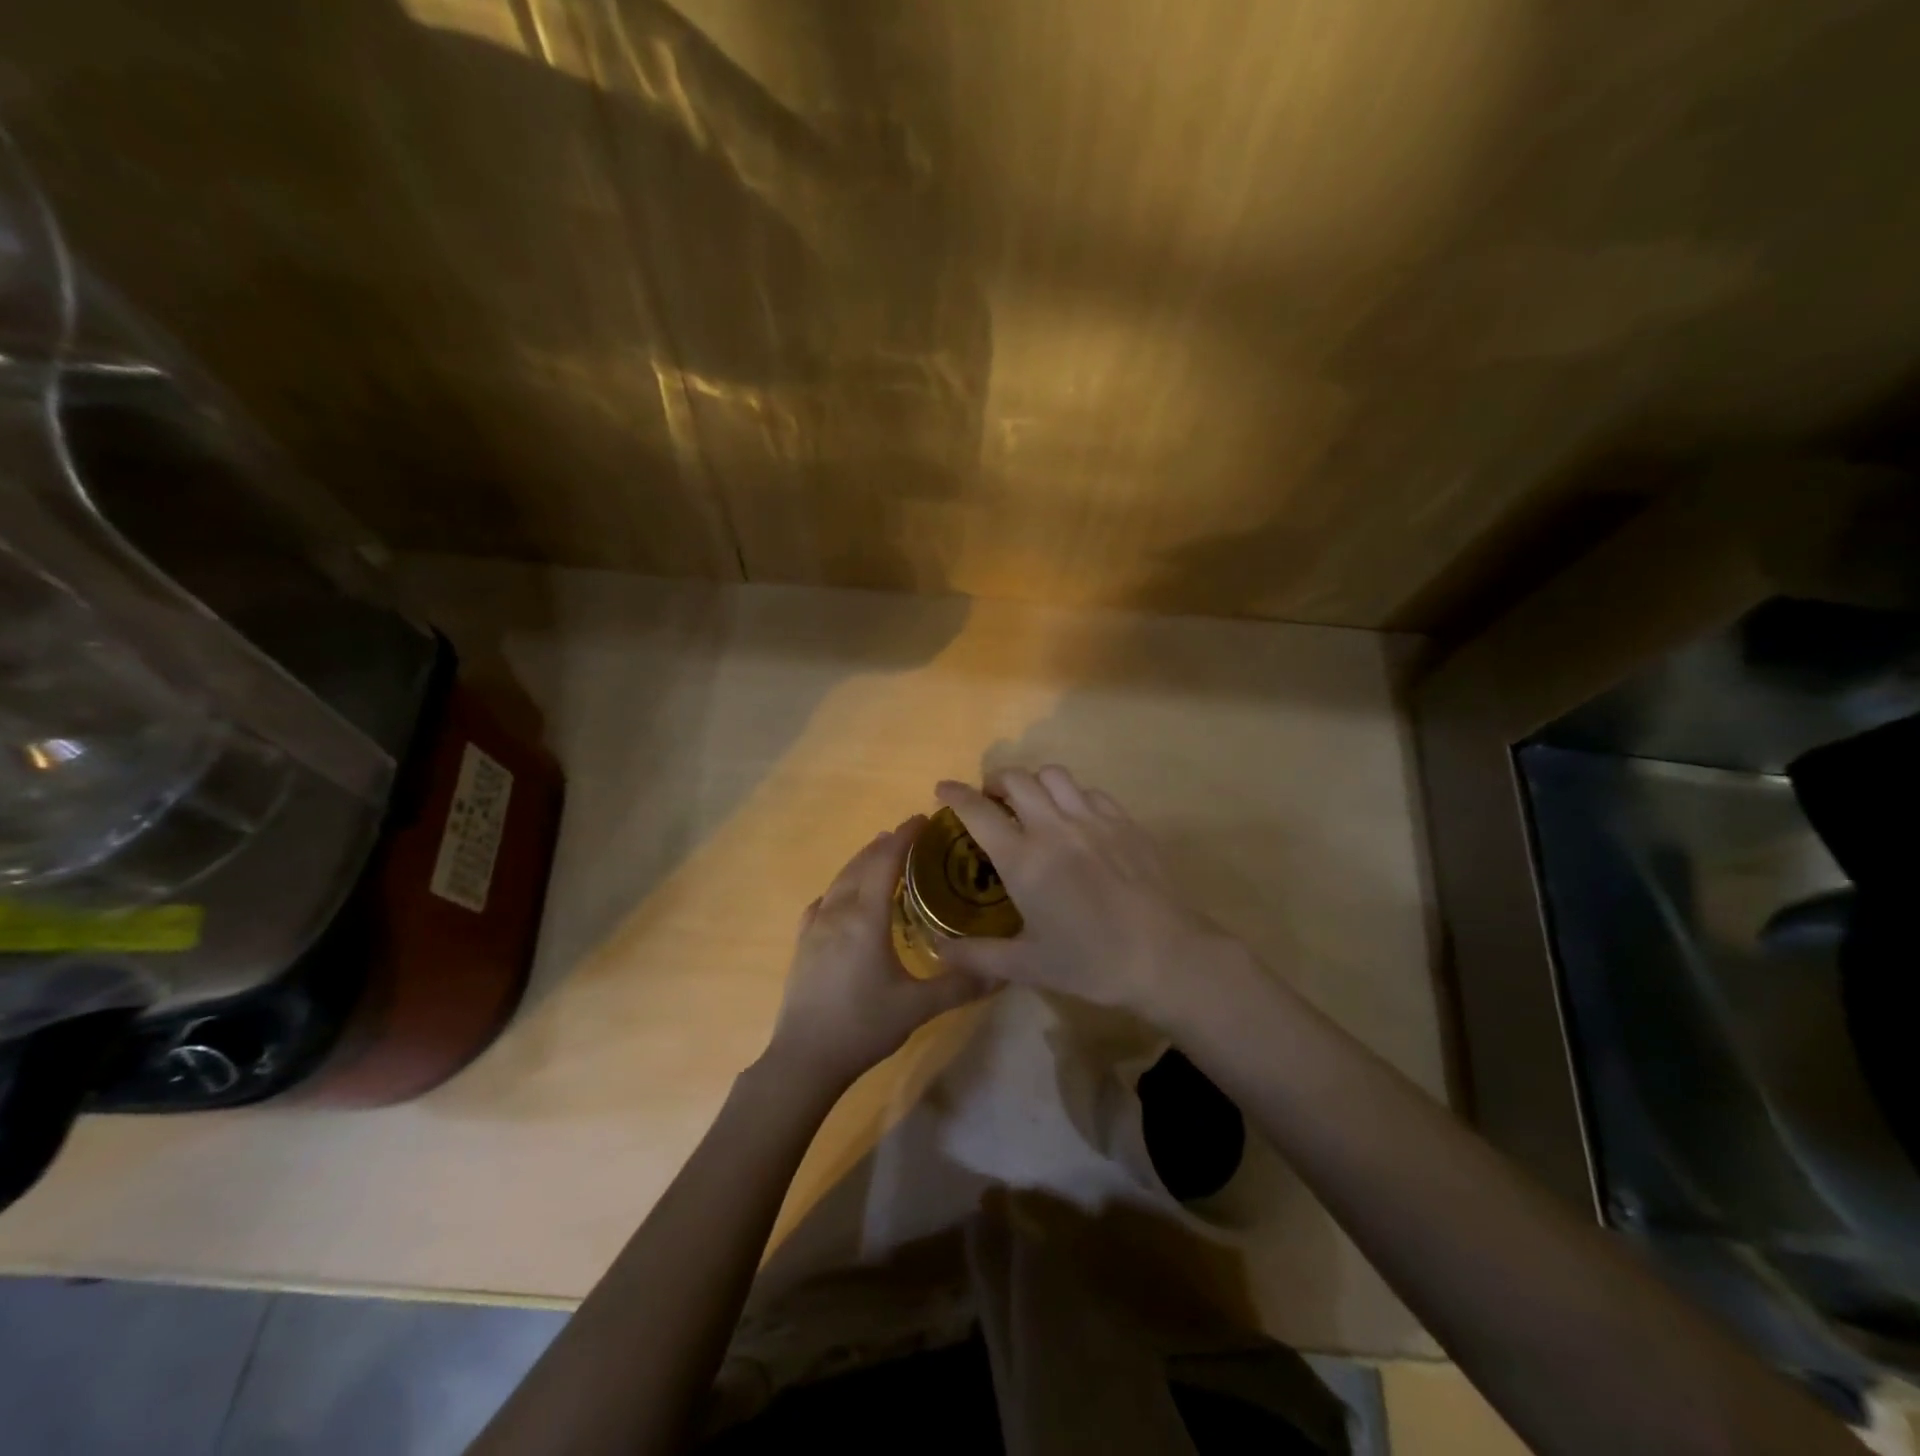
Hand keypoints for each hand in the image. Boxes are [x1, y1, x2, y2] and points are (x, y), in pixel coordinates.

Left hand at [767, 816, 989, 1089]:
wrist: (804, 1058)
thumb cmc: (863, 1026)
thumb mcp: (917, 1007)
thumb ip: (960, 984)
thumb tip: (1003, 971)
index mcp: (866, 918)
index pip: (885, 862)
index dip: (904, 837)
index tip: (922, 819)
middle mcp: (838, 912)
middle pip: (861, 864)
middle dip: (885, 844)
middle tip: (909, 835)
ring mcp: (815, 927)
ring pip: (840, 880)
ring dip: (861, 861)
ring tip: (879, 854)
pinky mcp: (802, 944)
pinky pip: (823, 902)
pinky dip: (840, 888)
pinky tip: (843, 897)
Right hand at [933, 768, 1248, 1019]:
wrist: (1165, 956)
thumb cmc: (1091, 962)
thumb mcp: (1028, 966)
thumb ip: (978, 955)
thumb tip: (938, 950)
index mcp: (1024, 860)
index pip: (978, 812)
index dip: (955, 795)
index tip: (943, 788)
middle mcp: (1054, 827)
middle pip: (1016, 779)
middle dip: (995, 781)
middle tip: (990, 800)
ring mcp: (1093, 819)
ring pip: (1054, 775)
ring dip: (1034, 782)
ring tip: (1032, 803)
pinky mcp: (1124, 821)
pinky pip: (1090, 791)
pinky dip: (1072, 795)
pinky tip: (1075, 819)